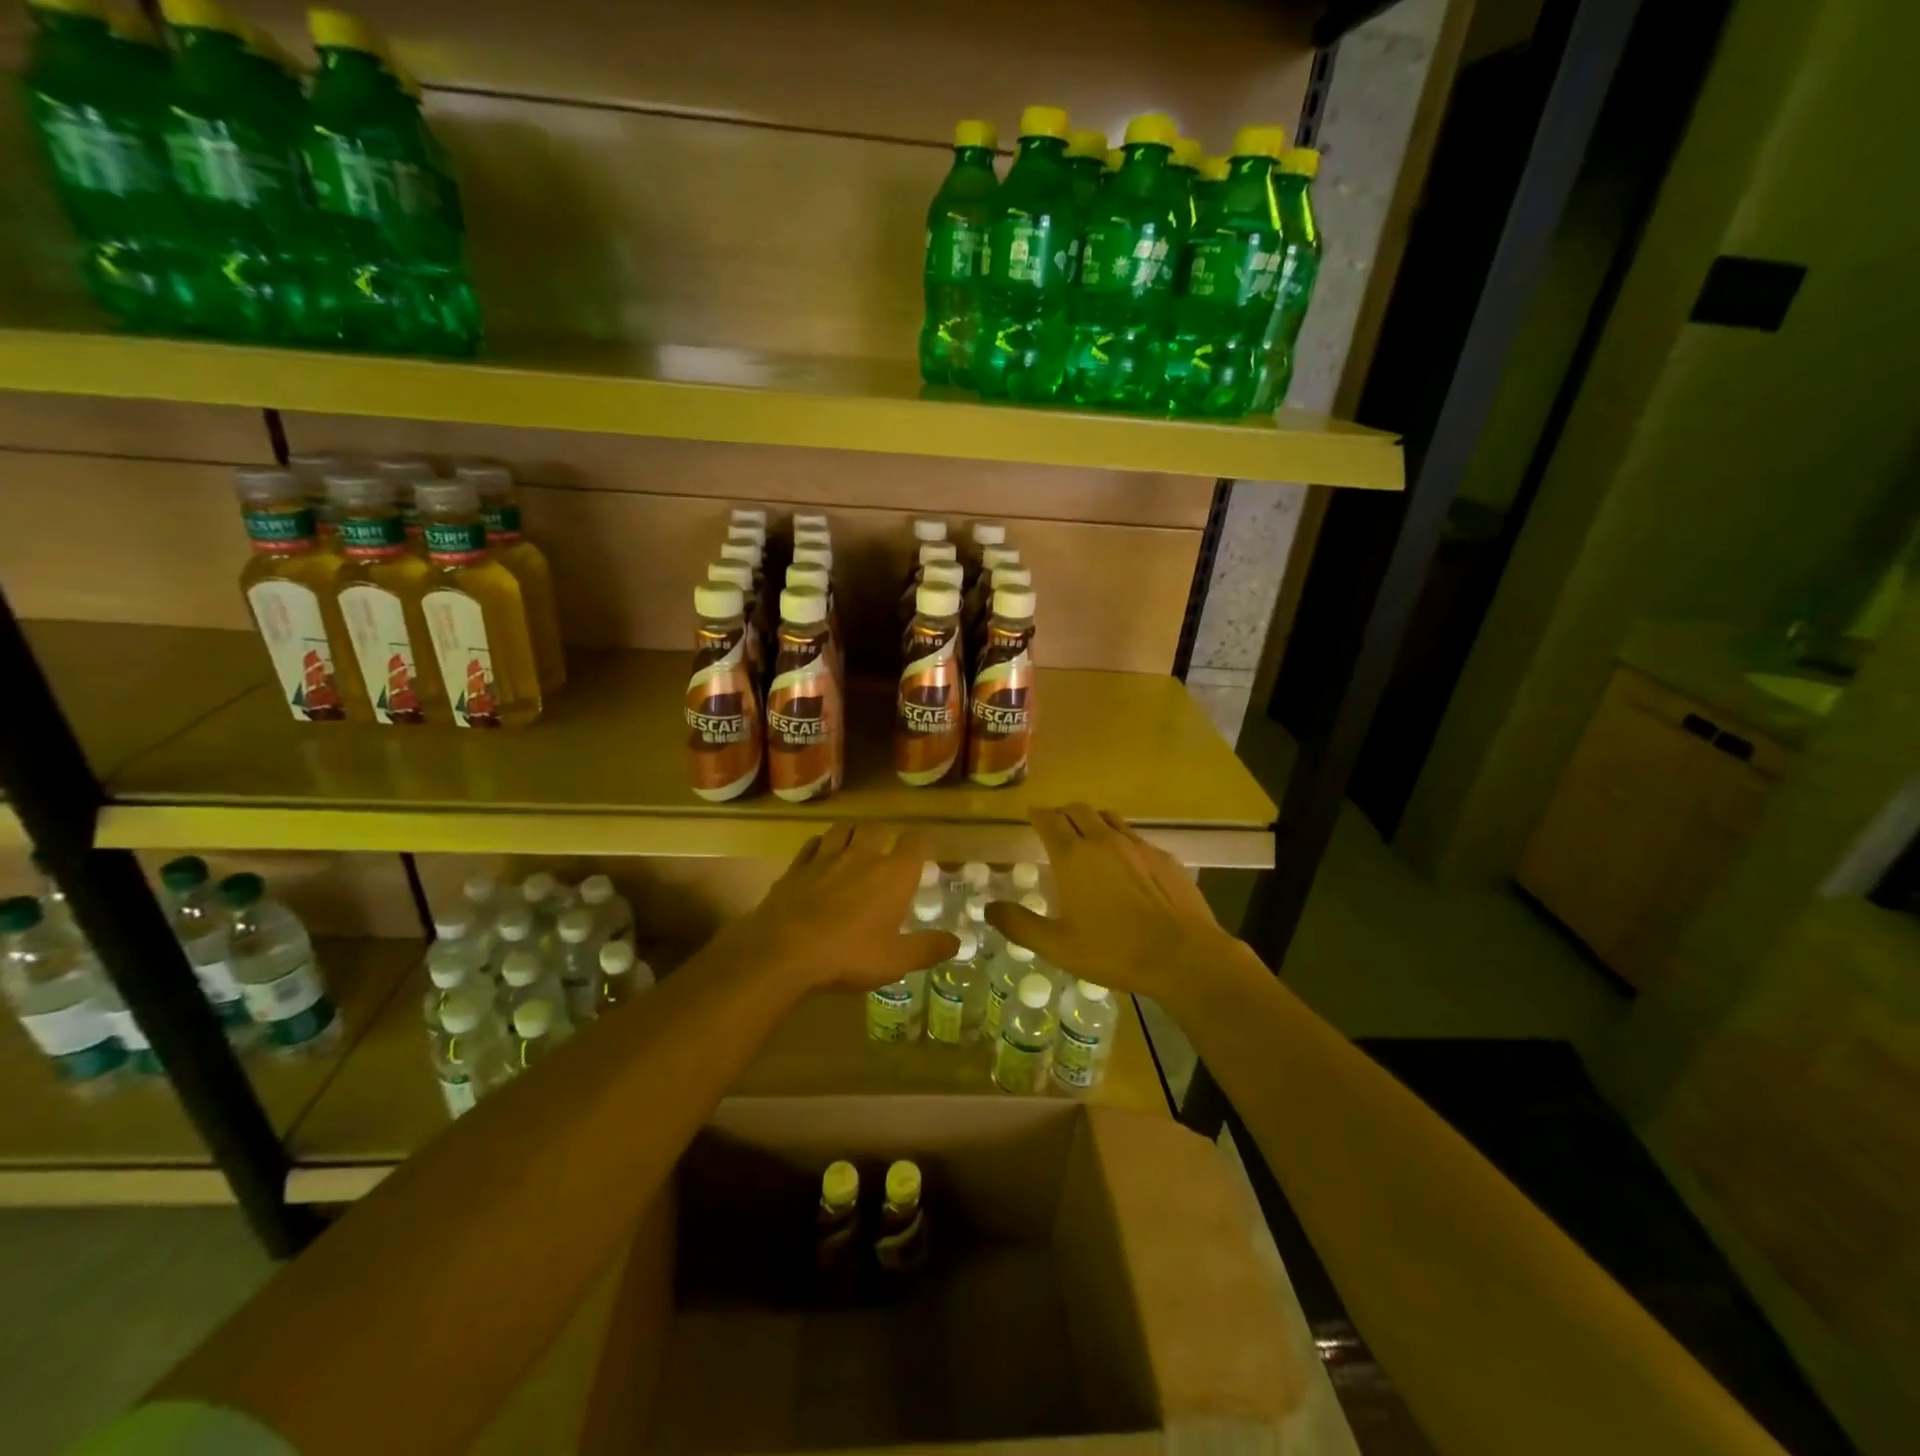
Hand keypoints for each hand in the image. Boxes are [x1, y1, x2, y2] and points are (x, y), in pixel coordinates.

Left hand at [708, 823, 957, 994]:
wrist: (784, 952)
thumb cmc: (848, 955)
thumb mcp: (895, 961)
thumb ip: (928, 949)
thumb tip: (957, 943)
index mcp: (893, 874)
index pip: (916, 842)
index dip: (921, 844)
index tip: (922, 854)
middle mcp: (863, 856)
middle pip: (878, 828)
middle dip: (886, 835)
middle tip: (887, 852)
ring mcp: (826, 857)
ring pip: (843, 828)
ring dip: (853, 833)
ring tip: (855, 846)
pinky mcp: (797, 867)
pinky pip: (812, 844)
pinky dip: (820, 845)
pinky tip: (820, 856)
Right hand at [984, 804, 1238, 1003]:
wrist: (1182, 955)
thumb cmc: (1114, 950)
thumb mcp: (1058, 946)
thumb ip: (1020, 925)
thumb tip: (989, 908)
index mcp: (1073, 857)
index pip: (1049, 820)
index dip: (1037, 814)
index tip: (1031, 814)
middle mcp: (1103, 840)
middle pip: (1078, 810)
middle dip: (1063, 813)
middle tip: (1056, 825)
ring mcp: (1137, 845)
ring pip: (1109, 818)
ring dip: (1093, 821)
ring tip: (1088, 836)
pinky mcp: (1164, 857)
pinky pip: (1135, 837)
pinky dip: (1121, 839)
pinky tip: (1126, 863)